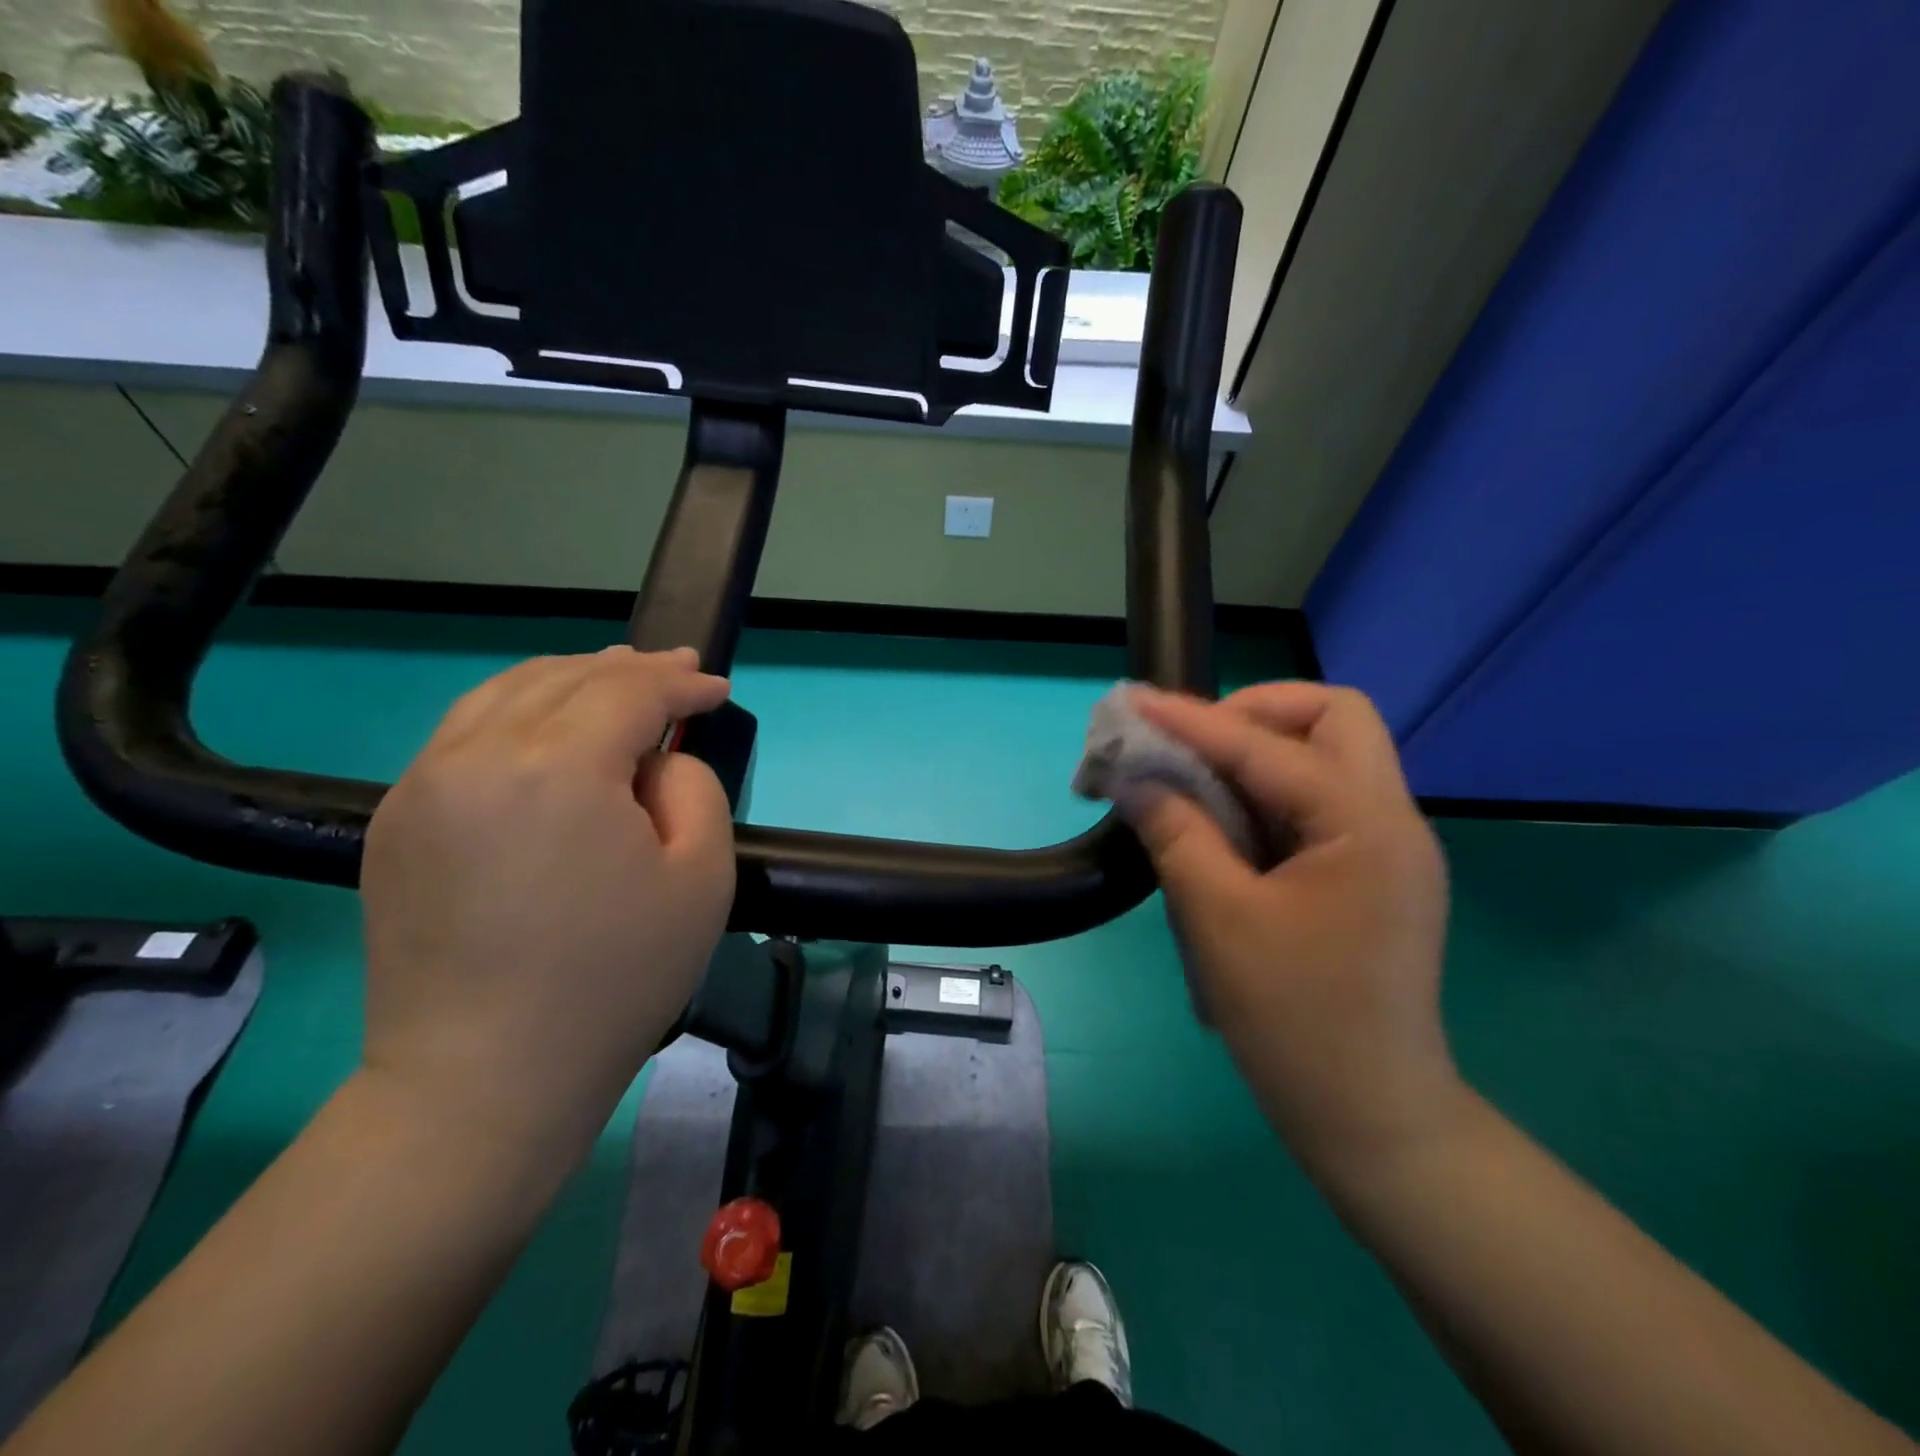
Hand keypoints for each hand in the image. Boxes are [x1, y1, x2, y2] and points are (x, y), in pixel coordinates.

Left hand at [359, 647, 734, 1168]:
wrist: (485, 1080)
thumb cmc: (614, 979)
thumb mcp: (703, 877)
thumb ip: (694, 788)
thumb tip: (655, 760)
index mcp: (556, 767)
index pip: (629, 692)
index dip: (681, 683)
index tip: (717, 688)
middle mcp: (476, 755)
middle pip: (565, 679)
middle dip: (631, 670)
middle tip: (678, 669)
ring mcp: (422, 785)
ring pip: (505, 693)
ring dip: (570, 678)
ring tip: (616, 680)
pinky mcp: (396, 820)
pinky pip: (464, 733)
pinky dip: (519, 710)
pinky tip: (549, 726)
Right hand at [1126, 682, 1461, 1181]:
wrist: (1370, 1117)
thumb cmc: (1295, 1020)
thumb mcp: (1220, 919)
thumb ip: (1176, 833)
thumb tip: (1135, 779)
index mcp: (1366, 826)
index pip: (1270, 746)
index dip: (1194, 720)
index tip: (1134, 703)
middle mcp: (1390, 820)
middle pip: (1333, 718)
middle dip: (1254, 714)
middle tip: (1191, 744)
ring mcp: (1385, 847)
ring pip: (1328, 755)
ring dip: (1257, 751)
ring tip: (1193, 777)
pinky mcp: (1368, 873)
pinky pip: (1317, 801)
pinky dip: (1265, 793)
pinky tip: (1220, 821)